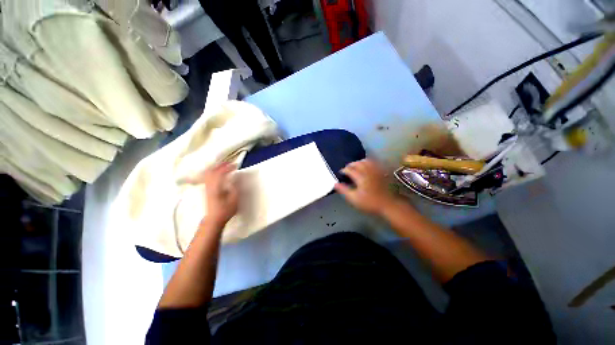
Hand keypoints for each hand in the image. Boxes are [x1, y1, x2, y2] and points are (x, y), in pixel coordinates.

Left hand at [186, 163, 238, 226]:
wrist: (214, 219)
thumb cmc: (225, 210)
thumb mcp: (234, 199)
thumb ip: (234, 187)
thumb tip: (234, 178)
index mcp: (216, 187)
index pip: (221, 173)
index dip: (228, 167)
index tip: (236, 166)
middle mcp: (209, 185)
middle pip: (212, 171)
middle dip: (221, 165)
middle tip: (230, 163)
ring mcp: (206, 187)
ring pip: (208, 173)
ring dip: (216, 167)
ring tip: (224, 166)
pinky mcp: (206, 189)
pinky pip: (207, 176)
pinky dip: (212, 172)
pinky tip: (217, 172)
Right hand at [334, 159, 396, 214]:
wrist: (388, 205)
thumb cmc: (369, 202)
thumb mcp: (354, 198)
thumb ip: (344, 190)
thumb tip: (335, 184)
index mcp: (360, 177)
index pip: (349, 170)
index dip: (344, 170)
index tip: (341, 173)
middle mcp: (368, 171)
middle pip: (357, 163)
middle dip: (351, 164)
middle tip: (347, 169)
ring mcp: (376, 170)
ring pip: (366, 161)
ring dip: (359, 162)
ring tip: (356, 166)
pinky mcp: (382, 172)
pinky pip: (375, 163)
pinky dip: (369, 162)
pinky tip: (367, 165)